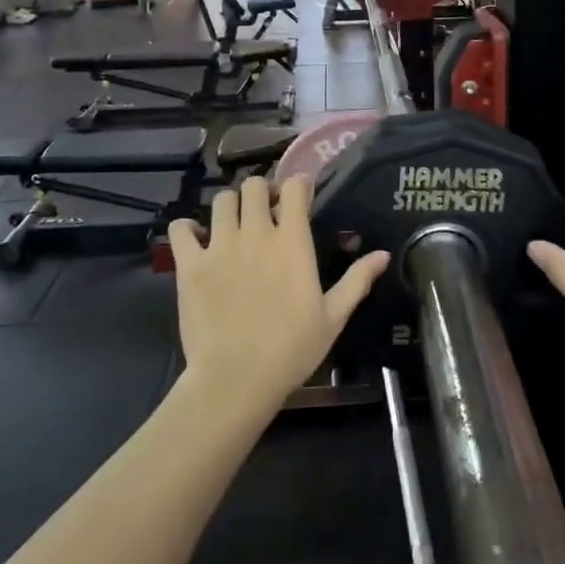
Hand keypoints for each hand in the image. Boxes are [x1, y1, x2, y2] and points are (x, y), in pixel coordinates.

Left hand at [168, 175, 388, 409]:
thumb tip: (383, 255)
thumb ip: (357, 281)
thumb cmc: (291, 349)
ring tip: (233, 223)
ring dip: (230, 205)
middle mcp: (255, 233)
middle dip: (262, 191)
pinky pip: (181, 228)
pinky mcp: (190, 264)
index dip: (298, 185)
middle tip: (265, 210)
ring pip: (221, 199)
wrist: (236, 378)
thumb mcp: (333, 317)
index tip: (300, 195)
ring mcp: (219, 246)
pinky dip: (187, 227)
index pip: (295, 189)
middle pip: (254, 185)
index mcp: (292, 242)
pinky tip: (196, 239)